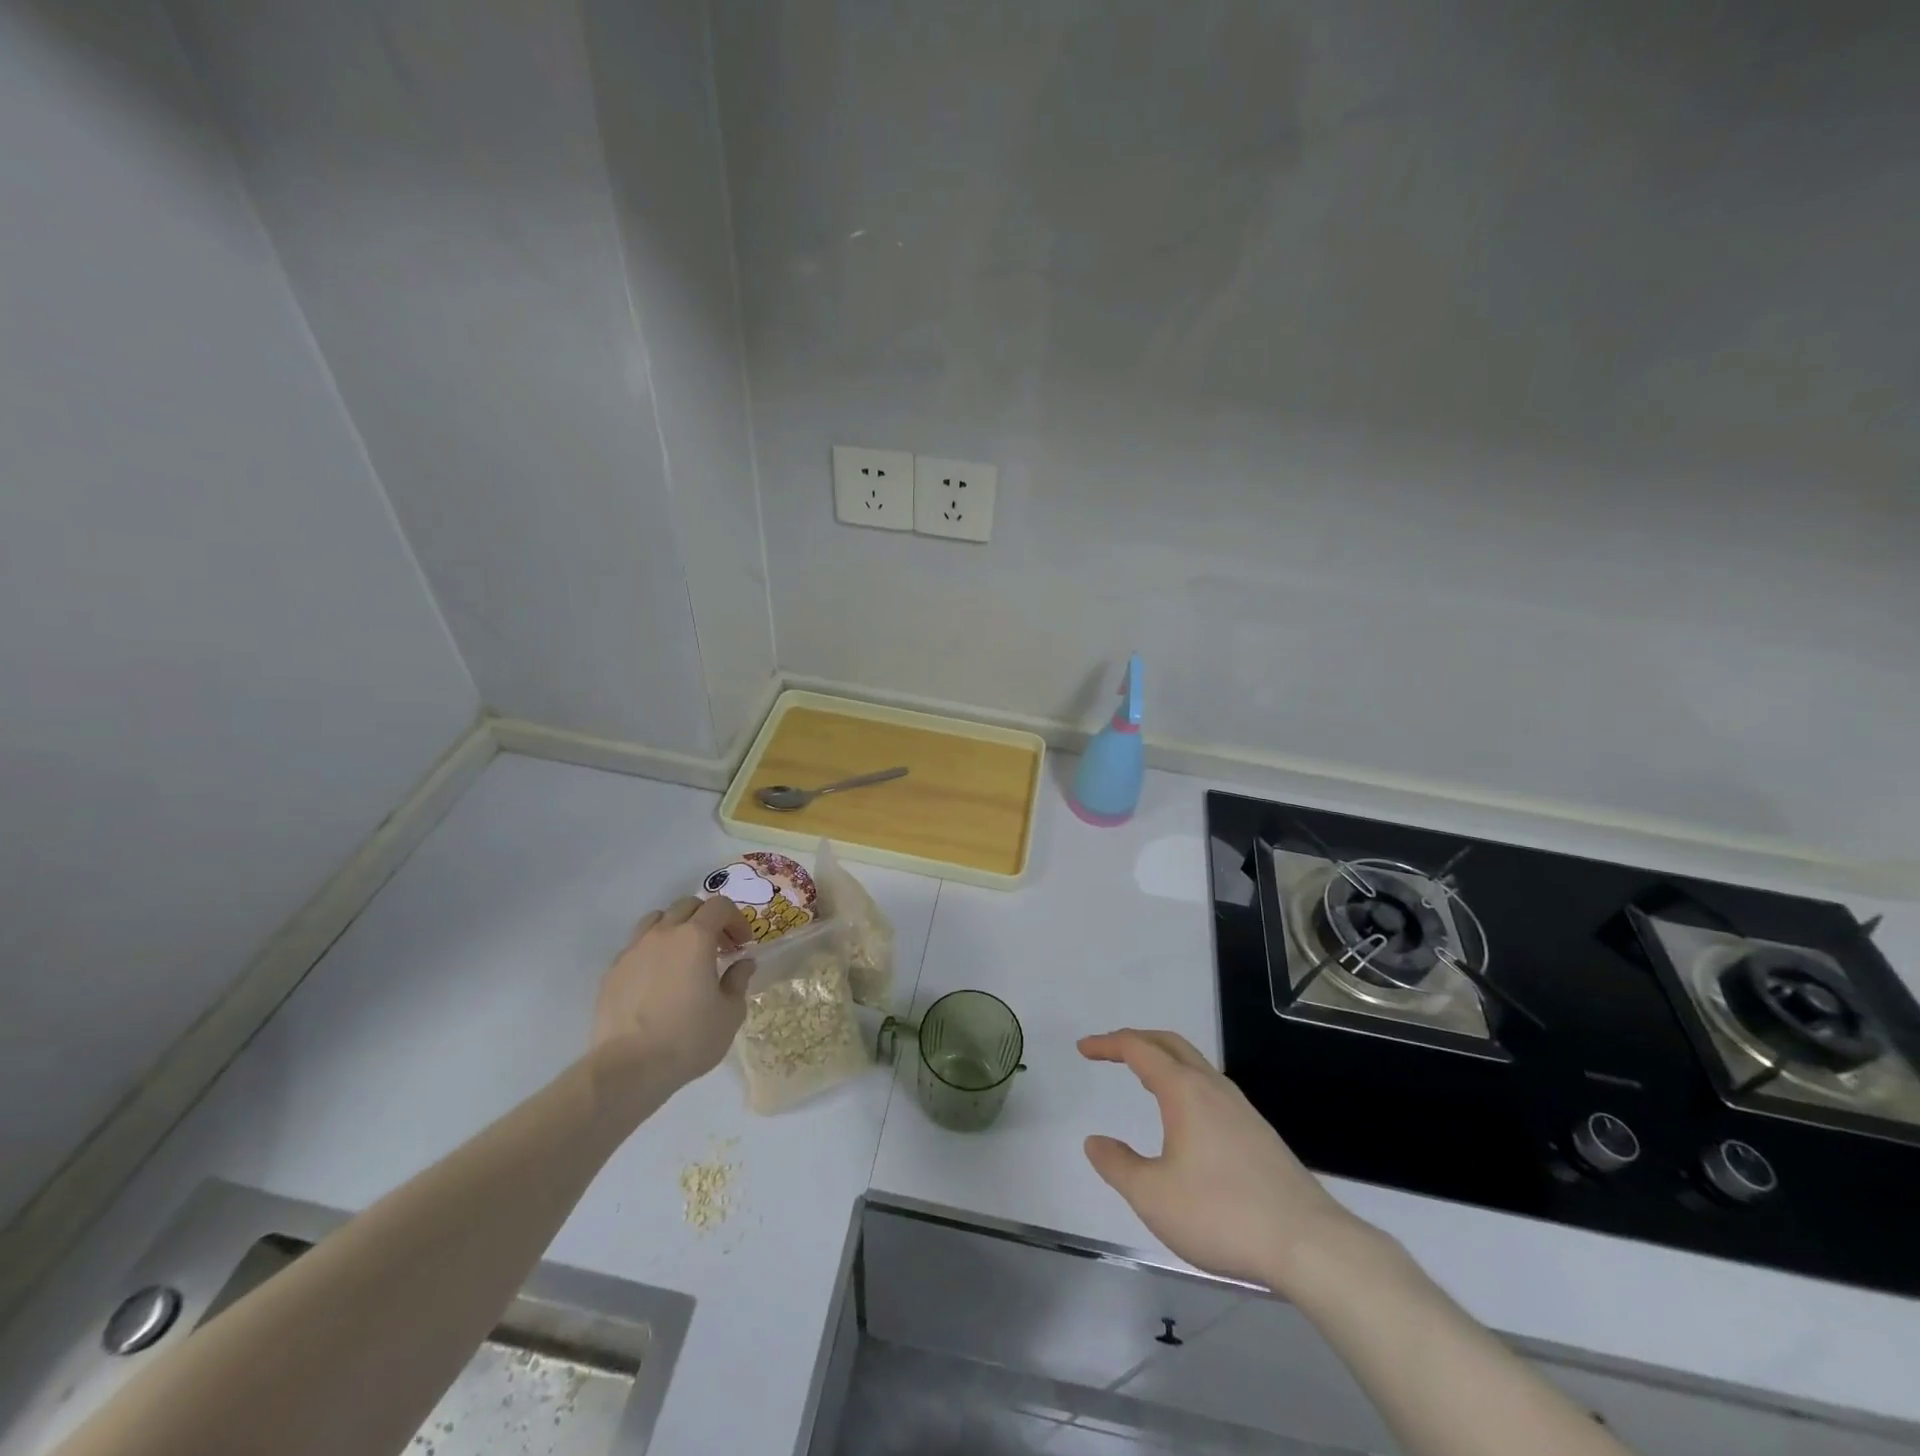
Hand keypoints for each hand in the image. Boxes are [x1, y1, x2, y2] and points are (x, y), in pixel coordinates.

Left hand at [593, 896, 752, 1091]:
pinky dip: (652, 950)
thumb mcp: (730, 1013)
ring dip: (676, 928)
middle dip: (708, 919)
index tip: (742, 944)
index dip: (736, 919)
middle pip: (687, 905)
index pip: (720, 906)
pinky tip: (657, 979)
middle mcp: (663, 934)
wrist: (628, 1068)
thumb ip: (738, 981)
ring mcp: (633, 950)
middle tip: (718, 947)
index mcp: (696, 937)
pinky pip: (636, 946)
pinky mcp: (612, 971)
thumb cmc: (688, 1038)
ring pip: (657, 919)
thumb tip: (743, 964)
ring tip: (684, 956)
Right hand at [1079, 1028, 1363, 1290]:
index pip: (1138, 1049)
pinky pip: (1210, 1086)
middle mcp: (1212, 1087)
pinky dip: (1183, 1081)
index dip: (1107, 1044)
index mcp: (1185, 1091)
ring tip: (1141, 1076)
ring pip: (1194, 1064)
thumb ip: (1118, 1165)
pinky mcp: (1257, 1131)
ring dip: (1162, 1059)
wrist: (1309, 1244)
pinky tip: (1183, 1116)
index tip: (1083, 1048)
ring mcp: (1240, 1107)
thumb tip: (1095, 1141)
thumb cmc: (1222, 1214)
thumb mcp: (1153, 1196)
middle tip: (1109, 1050)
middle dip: (1136, 1040)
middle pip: (1169, 1043)